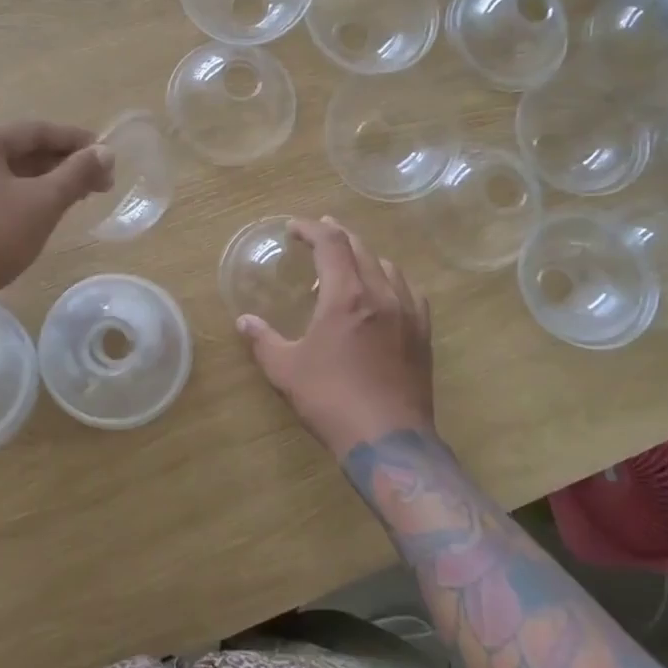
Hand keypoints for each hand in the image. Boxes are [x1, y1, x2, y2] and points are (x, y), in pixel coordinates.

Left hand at [0, 122, 113, 307]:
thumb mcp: (43, 202)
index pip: (34, 131)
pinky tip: (51, 209)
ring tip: (83, 195)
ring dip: (49, 182)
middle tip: (102, 180)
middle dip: (64, 165)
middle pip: (22, 152)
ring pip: (12, 175)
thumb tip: (106, 153)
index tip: (108, 154)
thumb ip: (77, 173)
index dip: (76, 141)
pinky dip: (28, 197)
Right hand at [237, 217, 433, 455]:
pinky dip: (392, 281)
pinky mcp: (423, 334)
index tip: (294, 228)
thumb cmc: (331, 400)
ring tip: (348, 266)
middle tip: (320, 233)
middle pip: (361, 248)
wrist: (387, 439)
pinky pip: (409, 292)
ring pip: (388, 267)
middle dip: (338, 235)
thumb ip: (263, 340)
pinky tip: (385, 294)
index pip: (330, 244)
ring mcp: (408, 313)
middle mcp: (381, 294)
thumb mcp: (285, 370)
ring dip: (365, 257)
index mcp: (346, 296)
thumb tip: (244, 321)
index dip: (311, 229)